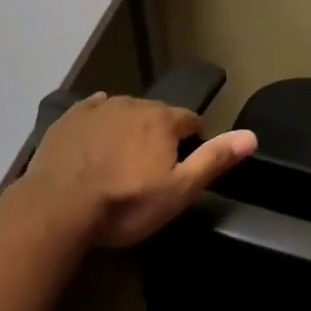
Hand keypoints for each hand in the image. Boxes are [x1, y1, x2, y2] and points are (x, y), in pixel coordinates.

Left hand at [24, 91, 257, 247]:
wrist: (58, 206)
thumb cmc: (124, 203)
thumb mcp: (178, 191)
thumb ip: (214, 160)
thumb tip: (252, 135)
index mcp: (163, 120)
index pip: (191, 121)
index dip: (193, 141)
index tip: (186, 163)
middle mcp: (135, 104)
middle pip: (157, 115)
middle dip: (160, 135)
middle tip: (151, 168)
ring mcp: (100, 107)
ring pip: (126, 112)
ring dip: (130, 128)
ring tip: (122, 159)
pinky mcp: (71, 117)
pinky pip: (93, 110)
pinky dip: (100, 122)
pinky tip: (95, 140)